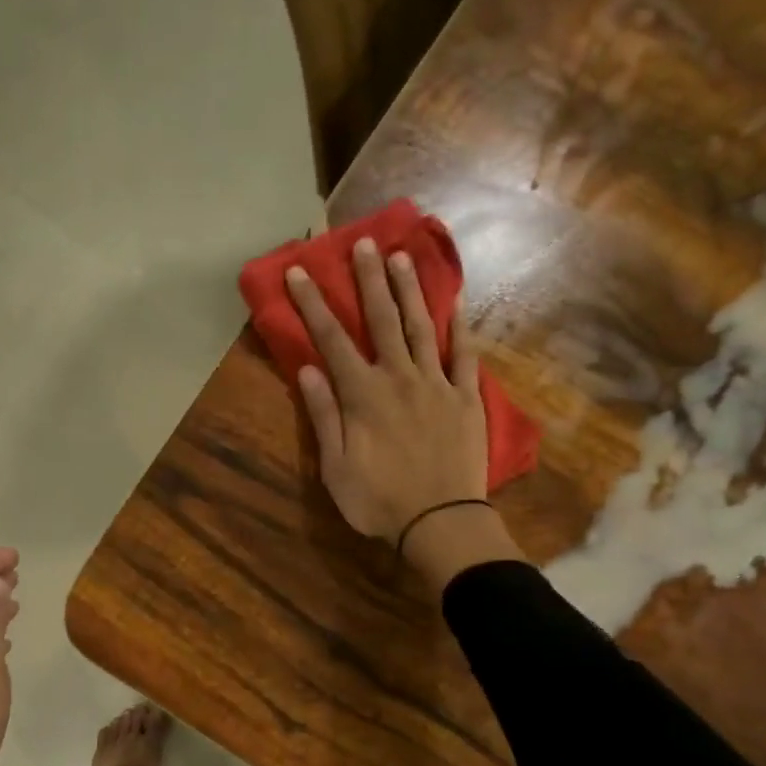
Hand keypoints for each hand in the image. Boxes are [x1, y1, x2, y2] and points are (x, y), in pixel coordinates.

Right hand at [285, 237, 488, 543]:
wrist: (441, 522)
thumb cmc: (379, 501)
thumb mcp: (336, 467)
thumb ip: (323, 415)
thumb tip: (308, 369)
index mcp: (363, 395)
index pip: (332, 340)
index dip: (313, 304)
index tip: (298, 271)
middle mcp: (399, 377)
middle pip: (381, 320)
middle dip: (369, 280)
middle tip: (363, 243)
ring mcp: (437, 384)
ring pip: (422, 327)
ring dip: (410, 290)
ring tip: (402, 257)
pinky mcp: (466, 398)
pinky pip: (465, 355)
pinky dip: (461, 327)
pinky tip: (457, 301)